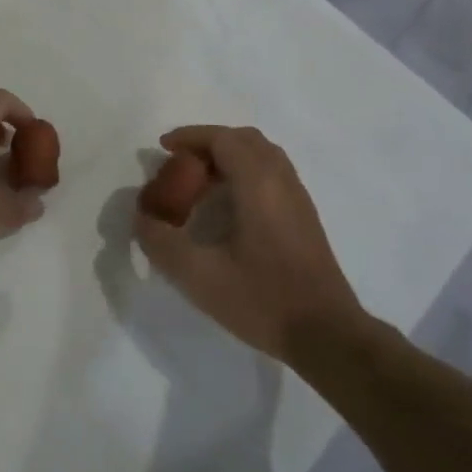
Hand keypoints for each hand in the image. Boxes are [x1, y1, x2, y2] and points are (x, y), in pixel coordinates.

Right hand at [134, 125, 371, 362]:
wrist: (328, 335)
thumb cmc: (263, 300)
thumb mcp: (199, 276)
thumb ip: (162, 242)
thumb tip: (143, 218)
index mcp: (258, 184)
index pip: (223, 139)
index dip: (190, 137)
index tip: (163, 149)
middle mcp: (281, 181)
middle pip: (244, 140)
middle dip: (208, 144)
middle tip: (180, 165)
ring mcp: (298, 198)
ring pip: (261, 156)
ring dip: (227, 159)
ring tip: (199, 185)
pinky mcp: (304, 218)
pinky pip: (271, 175)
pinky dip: (244, 174)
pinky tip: (227, 208)